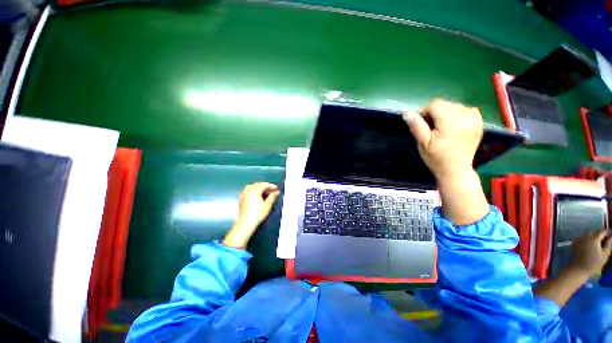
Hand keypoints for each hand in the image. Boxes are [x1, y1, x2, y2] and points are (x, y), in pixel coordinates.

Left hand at [222, 182, 280, 248]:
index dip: (271, 186)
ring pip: (253, 187)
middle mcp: (248, 190)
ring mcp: (244, 193)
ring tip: (267, 194)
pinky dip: (255, 191)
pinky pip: (249, 191)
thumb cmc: (257, 213)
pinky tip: (259, 196)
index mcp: (255, 190)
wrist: (246, 223)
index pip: (264, 185)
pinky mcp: (242, 198)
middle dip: (266, 187)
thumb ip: (273, 197)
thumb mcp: (268, 205)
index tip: (277, 188)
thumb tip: (276, 192)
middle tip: (273, 191)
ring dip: (260, 189)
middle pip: (258, 185)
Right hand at [403, 98, 483, 181]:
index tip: (419, 123)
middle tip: (429, 126)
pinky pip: (467, 109)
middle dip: (434, 112)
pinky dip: (458, 113)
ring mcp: (474, 120)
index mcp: (450, 122)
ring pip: (455, 106)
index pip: (435, 105)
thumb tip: (406, 112)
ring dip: (445, 113)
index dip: (424, 111)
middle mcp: (464, 117)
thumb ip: (416, 126)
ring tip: (440, 126)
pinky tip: (454, 124)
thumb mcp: (423, 143)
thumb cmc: (436, 158)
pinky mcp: (478, 123)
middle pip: (445, 104)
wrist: (456, 170)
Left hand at [570, 230, 611, 276]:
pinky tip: (590, 243)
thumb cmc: (593, 263)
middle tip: (606, 237)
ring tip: (599, 240)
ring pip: (588, 233)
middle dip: (600, 233)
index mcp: (593, 238)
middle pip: (594, 231)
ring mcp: (579, 239)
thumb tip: (611, 237)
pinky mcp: (575, 243)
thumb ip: (609, 244)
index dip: (608, 232)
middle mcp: (585, 236)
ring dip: (593, 235)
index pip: (602, 231)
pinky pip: (582, 237)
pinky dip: (587, 238)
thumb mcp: (605, 254)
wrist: (579, 269)